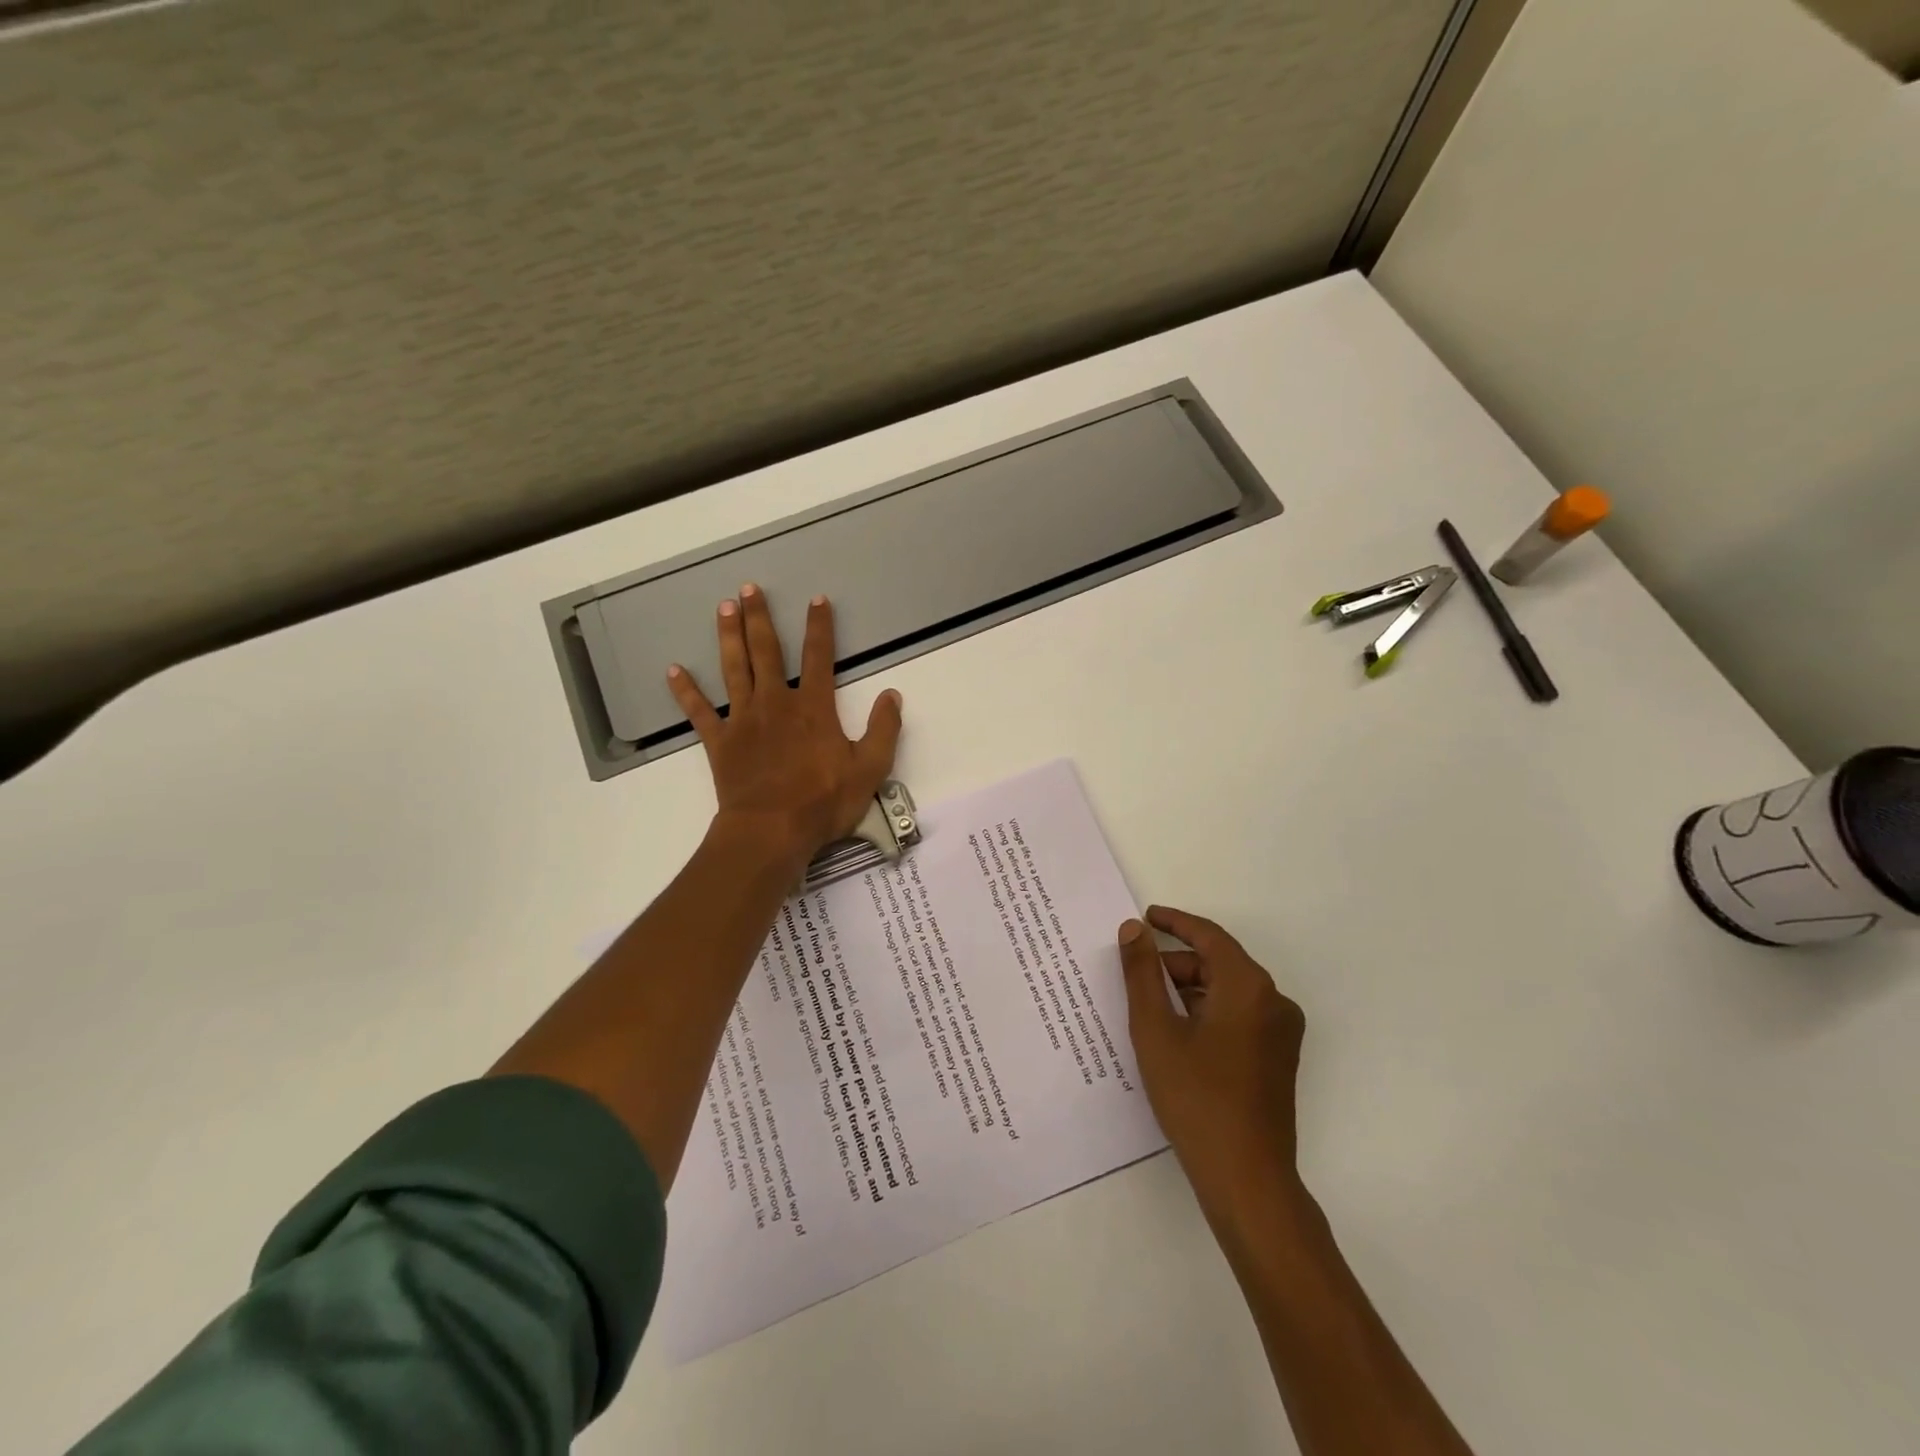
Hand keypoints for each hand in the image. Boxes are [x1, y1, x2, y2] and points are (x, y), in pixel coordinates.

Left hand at [667, 584, 902, 863]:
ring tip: (723, 608)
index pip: (819, 657)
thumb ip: (884, 730)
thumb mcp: (870, 769)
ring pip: (734, 669)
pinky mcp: (720, 742)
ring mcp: (744, 720)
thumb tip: (893, 695)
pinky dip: (686, 691)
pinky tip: (673, 670)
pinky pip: (700, 711)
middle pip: (767, 652)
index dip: (819, 627)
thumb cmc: (823, 802)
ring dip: (729, 637)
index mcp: (814, 708)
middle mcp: (776, 703)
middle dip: (759, 618)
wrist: (771, 832)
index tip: (816, 599)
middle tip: (748, 589)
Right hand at [1119, 906, 1308, 1226]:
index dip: (1174, 922)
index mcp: (1249, 987)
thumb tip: (1133, 929)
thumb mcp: (1156, 1029)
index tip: (1145, 917)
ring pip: (1228, 992)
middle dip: (1176, 965)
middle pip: (1219, 964)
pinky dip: (1206, 1014)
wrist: (1246, 1179)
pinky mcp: (1278, 1059)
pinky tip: (1176, 1035)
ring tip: (1149, 1009)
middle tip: (1135, 977)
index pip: (1209, 936)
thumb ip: (1142, 973)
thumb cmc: (1196, 1097)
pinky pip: (1239, 1016)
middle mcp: (1274, 1002)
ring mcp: (1281, 1033)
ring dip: (1189, 991)